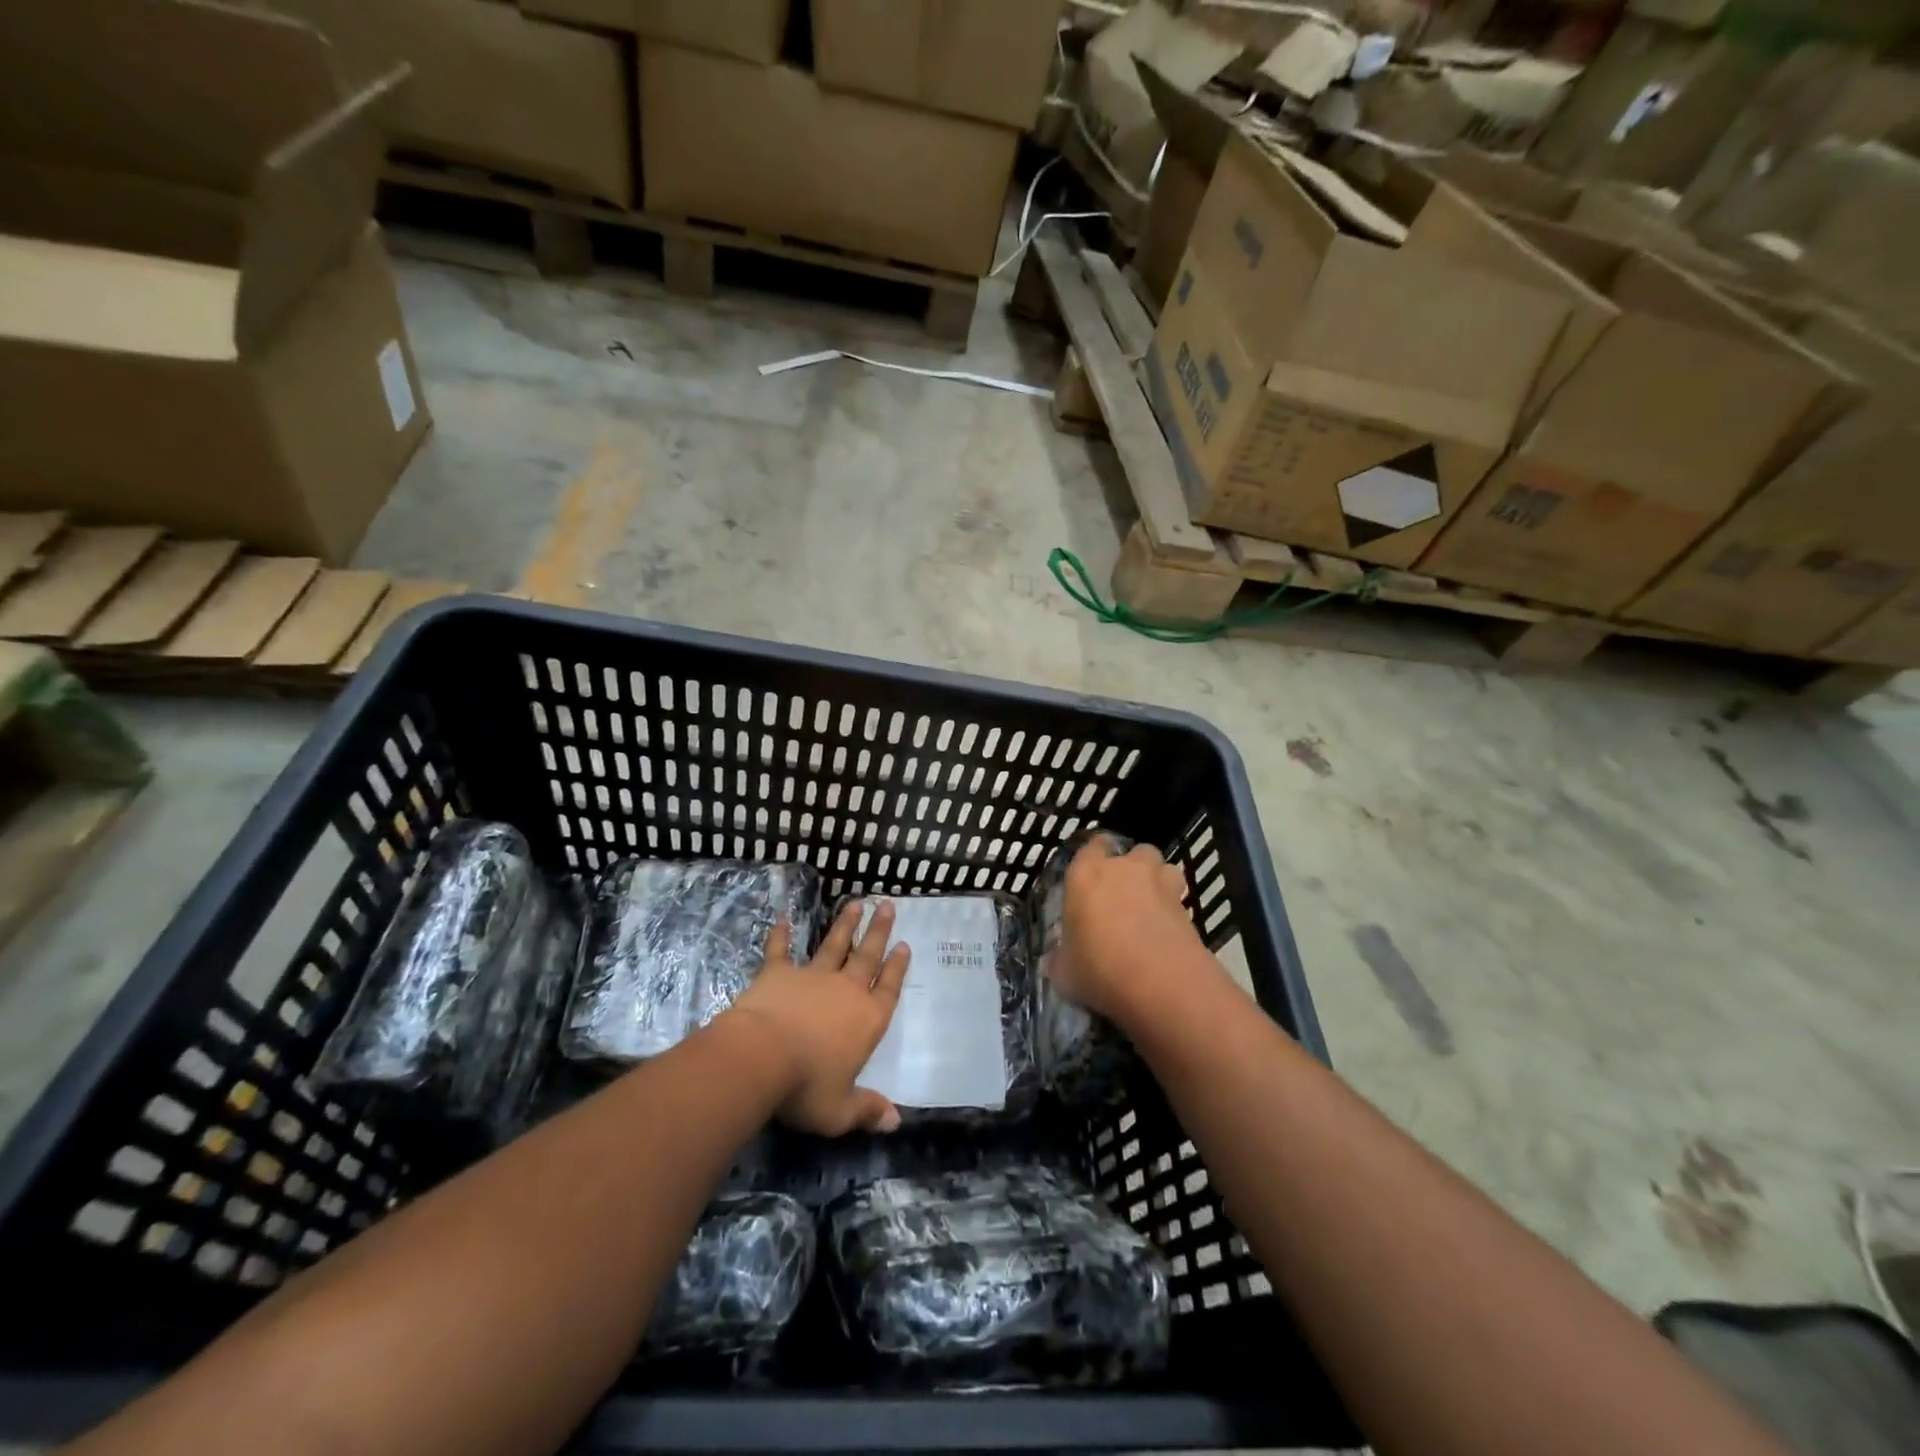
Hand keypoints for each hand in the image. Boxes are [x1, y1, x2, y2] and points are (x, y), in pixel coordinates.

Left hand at [726, 899, 909, 1135]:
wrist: (761, 1056)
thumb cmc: (806, 1087)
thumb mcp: (840, 1110)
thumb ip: (867, 1110)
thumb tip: (894, 1121)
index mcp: (867, 1019)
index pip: (888, 989)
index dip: (897, 968)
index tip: (904, 945)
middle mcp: (845, 991)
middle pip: (867, 956)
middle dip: (878, 931)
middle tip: (887, 905)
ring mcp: (812, 977)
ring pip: (833, 945)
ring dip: (844, 925)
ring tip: (855, 902)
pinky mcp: (778, 974)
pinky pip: (781, 950)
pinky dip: (781, 936)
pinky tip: (783, 919)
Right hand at [1052, 839, 1201, 1023]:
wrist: (1162, 985)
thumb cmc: (1100, 970)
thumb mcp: (1065, 973)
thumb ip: (1060, 960)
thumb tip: (1056, 961)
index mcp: (1086, 874)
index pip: (1091, 846)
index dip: (1092, 860)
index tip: (1089, 880)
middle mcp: (1124, 869)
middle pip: (1133, 852)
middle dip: (1131, 867)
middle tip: (1121, 896)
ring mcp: (1160, 884)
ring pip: (1162, 868)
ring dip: (1157, 882)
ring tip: (1150, 909)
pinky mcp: (1187, 907)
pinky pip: (1178, 898)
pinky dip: (1173, 911)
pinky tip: (1165, 934)